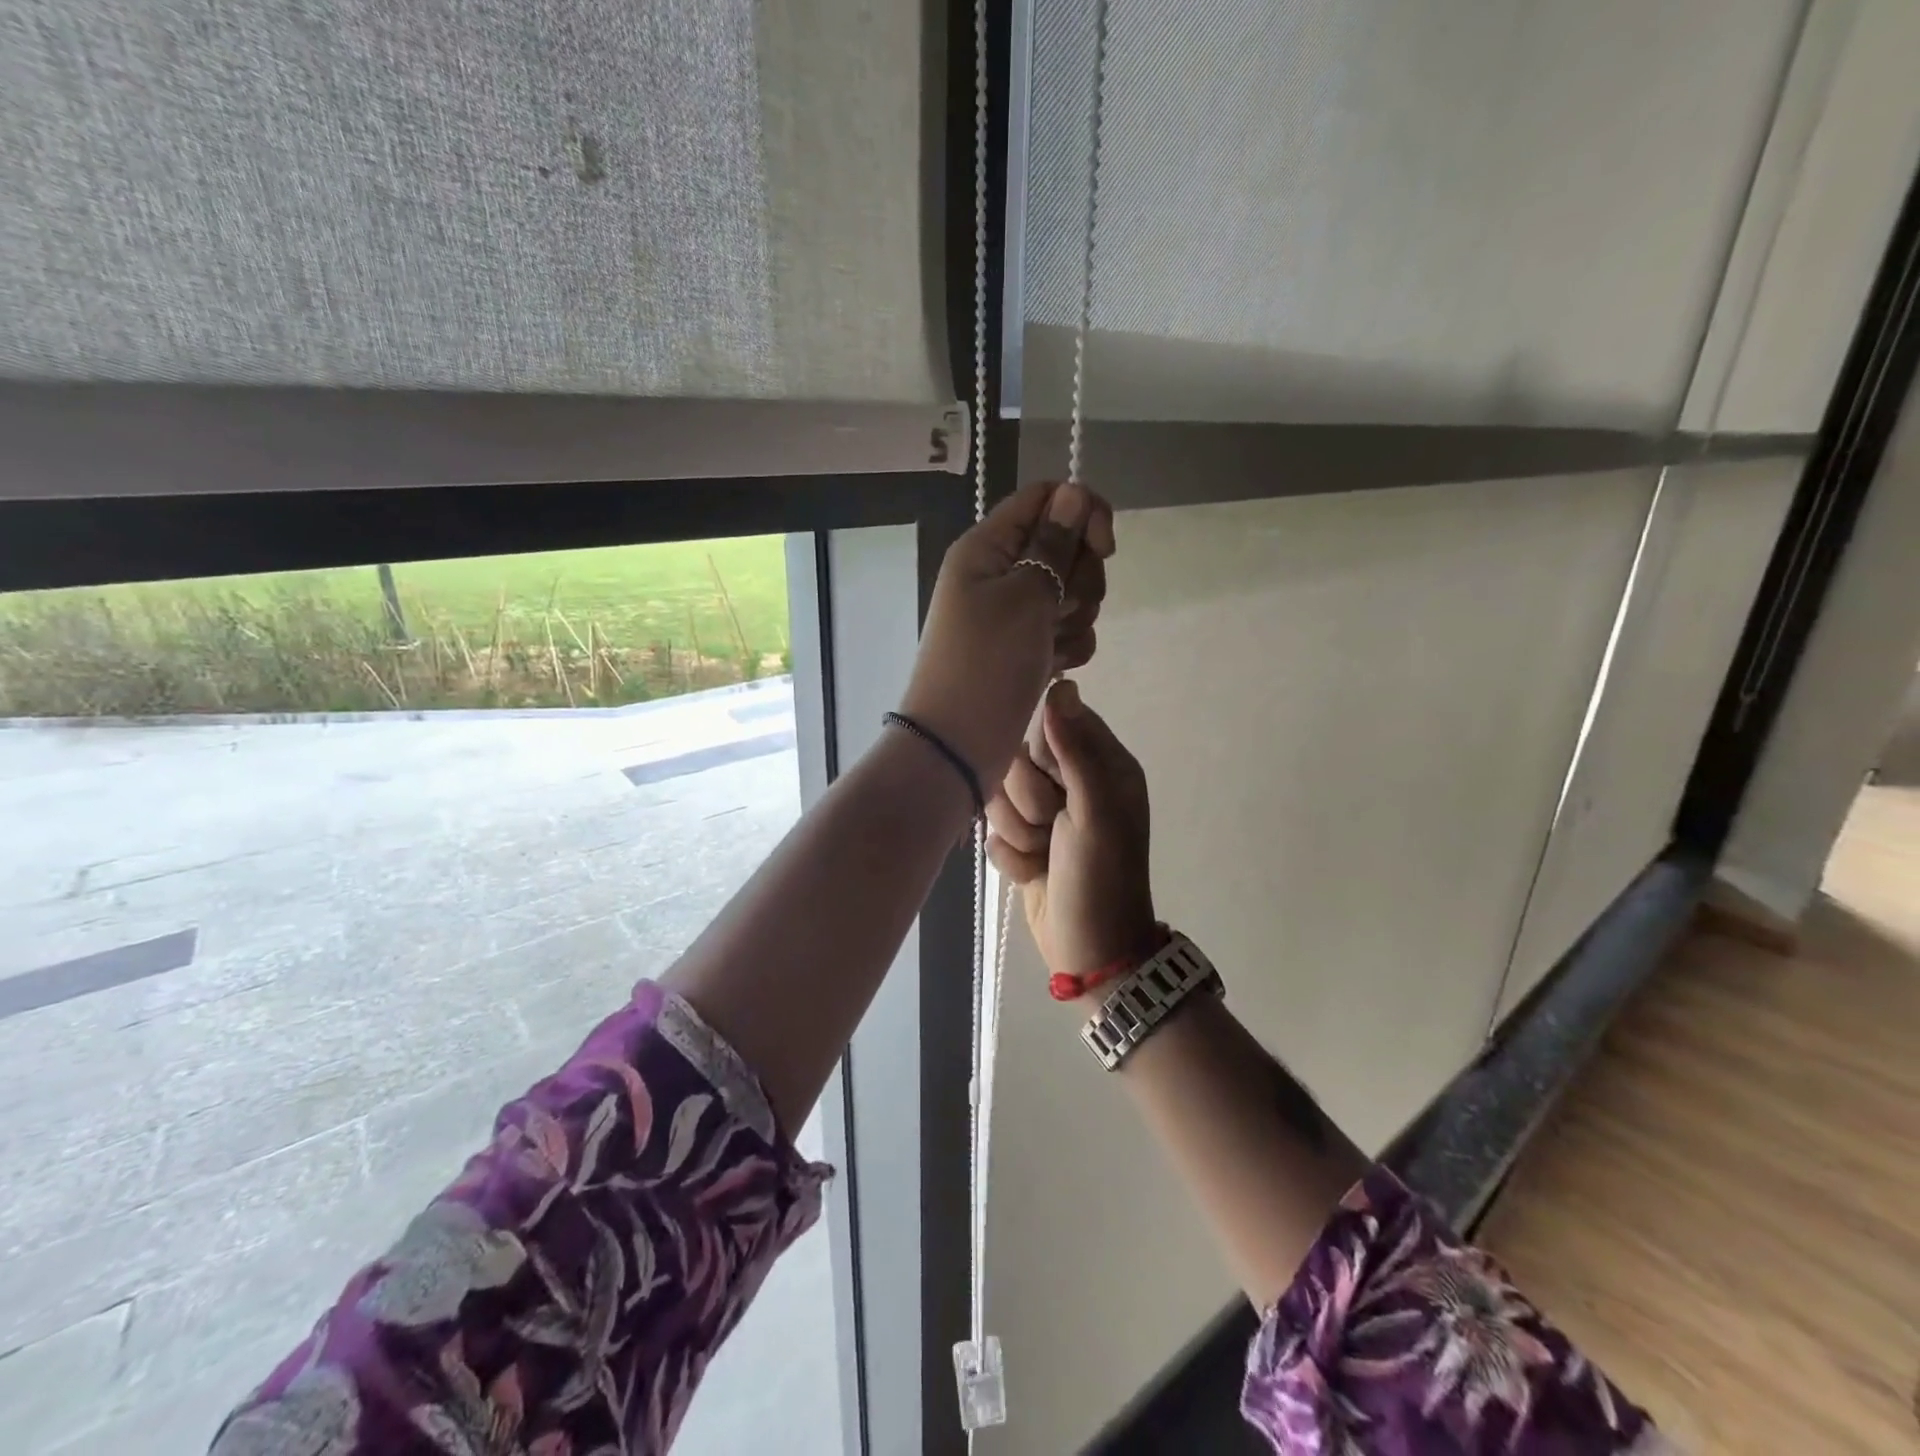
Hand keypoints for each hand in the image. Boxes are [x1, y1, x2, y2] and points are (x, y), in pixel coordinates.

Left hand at [898, 480, 1113, 790]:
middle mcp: (1001, 573)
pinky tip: (1054, 667)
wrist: (960, 744)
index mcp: (987, 546)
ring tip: (1052, 645)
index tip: (1104, 547)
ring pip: (1073, 591)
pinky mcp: (1028, 647)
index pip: (1045, 498)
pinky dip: (1069, 646)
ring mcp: (1015, 613)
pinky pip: (1067, 630)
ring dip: (1076, 616)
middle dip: (1080, 577)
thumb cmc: (987, 663)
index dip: (1082, 513)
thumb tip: (1073, 493)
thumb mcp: (1023, 596)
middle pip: (1067, 546)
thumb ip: (1053, 543)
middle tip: (1059, 609)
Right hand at [986, 680, 1155, 986]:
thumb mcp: (1095, 812)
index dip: (1040, 753)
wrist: (1091, 953)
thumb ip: (1075, 749)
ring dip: (1017, 833)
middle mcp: (1071, 783)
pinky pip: (993, 831)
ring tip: (1044, 855)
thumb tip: (1062, 684)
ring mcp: (1045, 815)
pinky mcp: (1022, 843)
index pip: (1050, 724)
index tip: (1052, 783)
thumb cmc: (1102, 878)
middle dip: (1026, 801)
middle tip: (1052, 827)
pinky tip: (1034, 873)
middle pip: (1016, 759)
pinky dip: (1012, 857)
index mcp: (1101, 765)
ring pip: (998, 796)